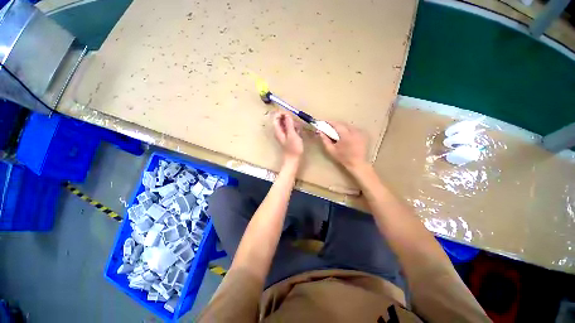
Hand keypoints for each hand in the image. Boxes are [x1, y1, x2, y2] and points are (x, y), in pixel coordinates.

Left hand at [272, 111, 303, 163]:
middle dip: (289, 119)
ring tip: (298, 129)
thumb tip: (287, 114)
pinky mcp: (287, 137)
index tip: (289, 114)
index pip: (276, 117)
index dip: (281, 113)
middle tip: (296, 123)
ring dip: (292, 124)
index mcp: (278, 130)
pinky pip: (289, 129)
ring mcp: (283, 134)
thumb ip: (289, 124)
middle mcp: (279, 131)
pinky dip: (294, 128)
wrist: (293, 159)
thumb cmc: (293, 148)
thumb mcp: (292, 135)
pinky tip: (298, 132)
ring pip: (286, 124)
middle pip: (281, 120)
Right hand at [318, 121, 368, 172]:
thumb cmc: (343, 157)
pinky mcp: (362, 135)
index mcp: (345, 135)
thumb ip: (325, 140)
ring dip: (341, 126)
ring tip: (335, 130)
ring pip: (348, 125)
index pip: (336, 124)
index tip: (324, 122)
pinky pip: (353, 128)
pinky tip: (344, 133)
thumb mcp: (331, 150)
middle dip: (335, 124)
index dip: (330, 122)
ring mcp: (359, 132)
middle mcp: (353, 131)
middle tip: (328, 126)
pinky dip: (347, 129)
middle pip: (342, 123)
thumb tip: (320, 132)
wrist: (357, 163)